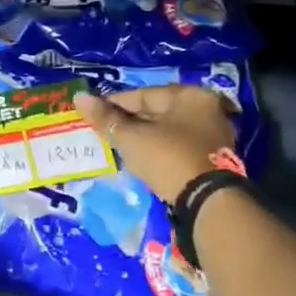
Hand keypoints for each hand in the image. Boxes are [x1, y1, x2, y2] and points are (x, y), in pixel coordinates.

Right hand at [74, 85, 237, 202]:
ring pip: (170, 130)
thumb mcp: (132, 138)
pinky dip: (161, 149)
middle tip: (106, 130)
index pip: (143, 95)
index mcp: (190, 95)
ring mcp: (215, 134)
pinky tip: (145, 158)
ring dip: (146, 136)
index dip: (114, 103)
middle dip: (131, 120)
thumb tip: (79, 97)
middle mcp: (207, 108)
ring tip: (121, 146)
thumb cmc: (168, 158)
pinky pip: (180, 146)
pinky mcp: (216, 158)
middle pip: (159, 111)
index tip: (93, 113)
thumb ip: (106, 118)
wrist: (208, 201)